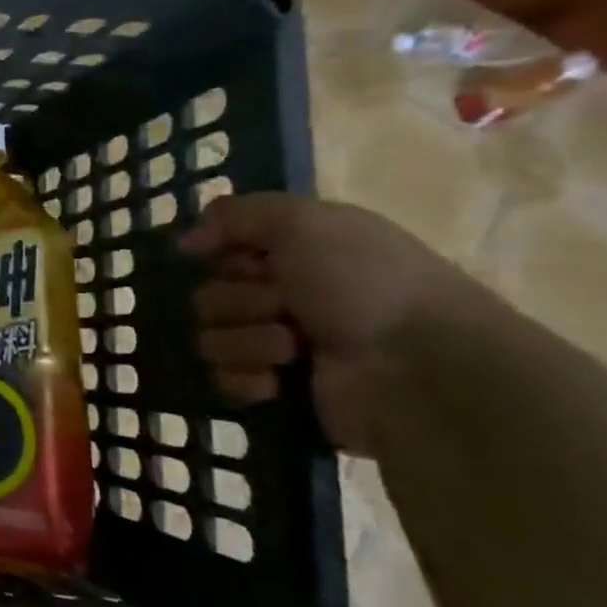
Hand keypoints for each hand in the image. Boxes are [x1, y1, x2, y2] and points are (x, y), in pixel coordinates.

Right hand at [179, 193, 477, 451]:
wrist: (419, 370)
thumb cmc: (365, 284)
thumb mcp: (304, 223)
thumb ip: (238, 215)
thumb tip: (187, 241)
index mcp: (297, 255)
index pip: (222, 251)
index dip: (226, 256)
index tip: (253, 262)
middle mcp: (286, 297)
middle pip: (209, 296)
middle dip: (239, 303)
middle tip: (284, 308)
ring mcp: (280, 347)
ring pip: (212, 338)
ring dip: (247, 342)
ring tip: (293, 349)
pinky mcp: (278, 392)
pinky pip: (224, 380)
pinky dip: (247, 379)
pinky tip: (278, 381)